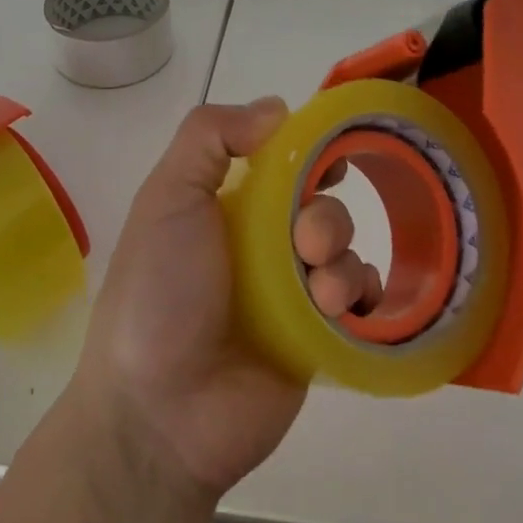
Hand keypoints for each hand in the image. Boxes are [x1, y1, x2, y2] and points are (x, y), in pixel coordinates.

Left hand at [73, 98, 374, 503]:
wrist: (159, 414)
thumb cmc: (159, 293)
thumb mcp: (168, 197)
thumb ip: (211, 137)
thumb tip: (277, 108)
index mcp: (225, 207)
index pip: (279, 161)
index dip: (309, 151)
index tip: (330, 153)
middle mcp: (260, 244)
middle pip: (320, 203)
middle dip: (324, 213)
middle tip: (306, 243)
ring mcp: (290, 293)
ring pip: (345, 249)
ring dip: (341, 259)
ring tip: (318, 293)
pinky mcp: (316, 339)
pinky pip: (360, 302)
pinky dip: (363, 296)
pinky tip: (343, 309)